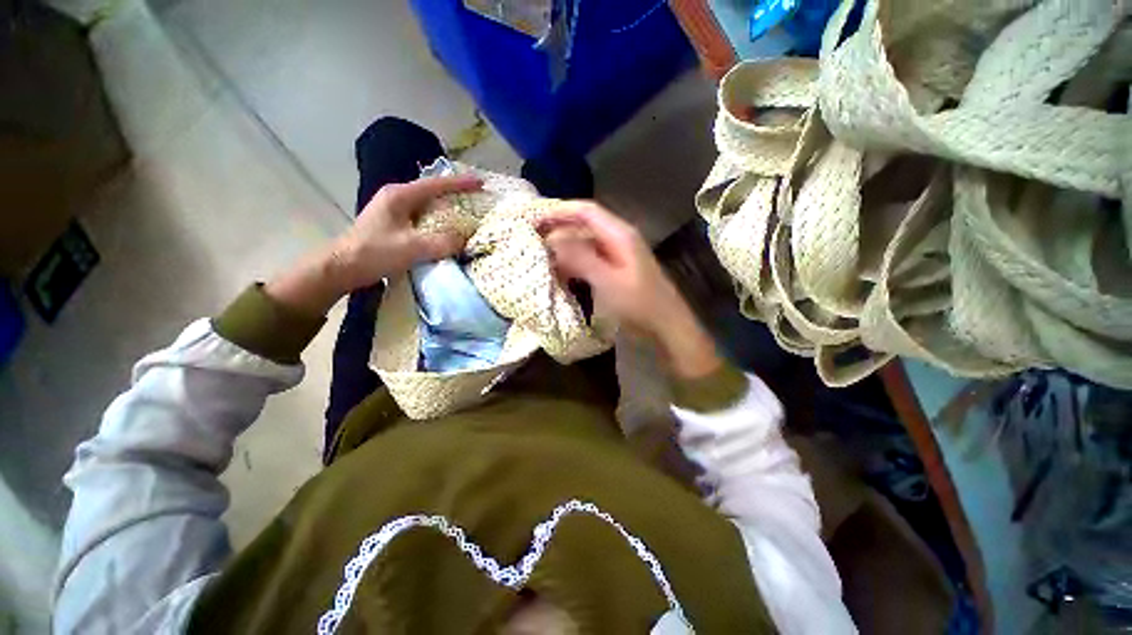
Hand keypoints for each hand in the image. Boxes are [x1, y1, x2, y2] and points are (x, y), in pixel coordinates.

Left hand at [331, 175, 482, 289]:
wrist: (342, 267)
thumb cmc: (374, 253)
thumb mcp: (412, 248)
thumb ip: (442, 243)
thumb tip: (464, 239)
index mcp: (400, 196)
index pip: (436, 185)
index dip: (460, 183)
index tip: (481, 182)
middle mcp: (396, 197)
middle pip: (432, 191)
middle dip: (455, 194)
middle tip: (476, 199)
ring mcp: (393, 210)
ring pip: (427, 204)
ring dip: (446, 208)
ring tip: (466, 214)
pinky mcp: (393, 224)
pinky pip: (422, 217)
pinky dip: (437, 221)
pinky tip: (446, 229)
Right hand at [539, 202, 720, 378]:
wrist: (666, 325)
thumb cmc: (639, 303)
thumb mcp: (607, 281)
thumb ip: (580, 258)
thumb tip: (552, 241)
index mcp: (619, 234)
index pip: (586, 211)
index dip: (559, 210)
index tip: (535, 217)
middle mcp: (618, 239)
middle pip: (584, 225)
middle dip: (558, 228)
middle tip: (532, 237)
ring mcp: (618, 255)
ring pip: (585, 243)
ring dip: (564, 247)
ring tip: (541, 254)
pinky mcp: (616, 270)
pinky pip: (590, 259)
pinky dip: (573, 262)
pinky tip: (560, 272)